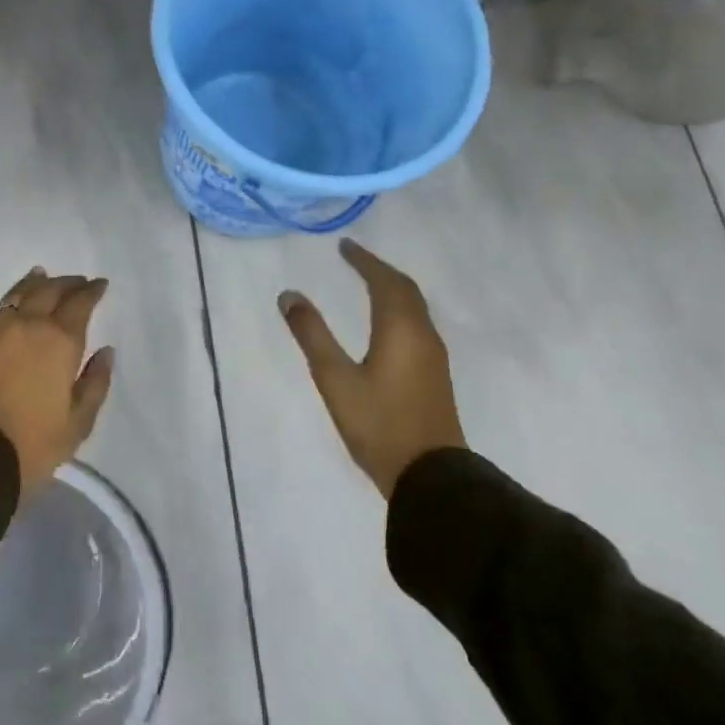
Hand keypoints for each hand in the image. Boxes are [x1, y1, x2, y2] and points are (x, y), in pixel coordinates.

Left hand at [0, 267, 114, 499]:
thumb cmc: (31, 445)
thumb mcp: (77, 424)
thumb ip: (94, 383)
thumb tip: (105, 352)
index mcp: (58, 340)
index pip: (79, 303)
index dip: (91, 291)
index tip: (99, 284)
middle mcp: (26, 326)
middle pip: (48, 291)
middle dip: (66, 283)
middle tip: (77, 281)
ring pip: (17, 296)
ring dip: (34, 284)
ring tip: (41, 276)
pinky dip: (9, 307)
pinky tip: (10, 313)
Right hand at [279, 239, 465, 497]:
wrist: (431, 478)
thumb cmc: (379, 424)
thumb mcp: (335, 378)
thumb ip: (312, 334)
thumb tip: (288, 295)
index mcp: (400, 328)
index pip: (383, 280)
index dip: (363, 260)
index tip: (344, 246)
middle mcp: (422, 334)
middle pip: (404, 289)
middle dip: (379, 270)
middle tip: (354, 259)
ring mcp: (433, 356)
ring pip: (415, 306)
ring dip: (392, 288)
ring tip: (368, 283)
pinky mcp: (435, 375)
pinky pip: (418, 323)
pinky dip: (400, 308)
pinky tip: (387, 323)